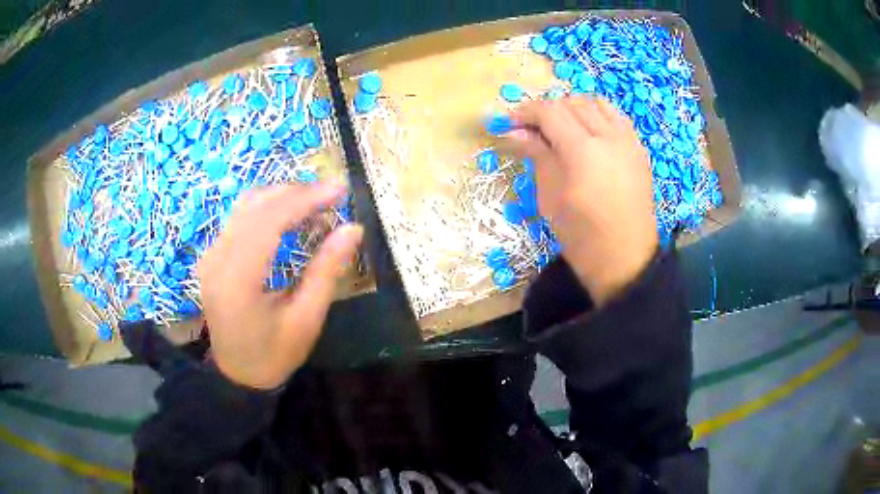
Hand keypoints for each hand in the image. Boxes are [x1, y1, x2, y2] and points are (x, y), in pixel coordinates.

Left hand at [197, 183, 362, 388]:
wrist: (237, 374)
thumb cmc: (274, 355)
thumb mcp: (306, 319)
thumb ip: (327, 271)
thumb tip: (353, 229)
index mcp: (238, 281)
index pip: (269, 221)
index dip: (305, 199)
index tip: (339, 190)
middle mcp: (217, 259)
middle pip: (255, 206)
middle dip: (296, 193)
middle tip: (333, 194)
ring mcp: (210, 255)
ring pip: (245, 206)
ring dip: (282, 196)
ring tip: (316, 201)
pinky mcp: (212, 254)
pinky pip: (240, 217)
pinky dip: (268, 208)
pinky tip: (289, 213)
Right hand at [508, 96, 657, 305]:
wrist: (626, 260)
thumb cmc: (582, 237)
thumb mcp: (550, 198)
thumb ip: (536, 155)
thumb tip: (513, 131)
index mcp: (584, 151)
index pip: (550, 112)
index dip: (526, 112)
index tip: (509, 122)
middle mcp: (609, 136)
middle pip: (572, 103)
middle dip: (547, 109)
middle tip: (531, 129)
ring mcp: (629, 141)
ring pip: (596, 103)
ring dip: (573, 108)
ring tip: (560, 127)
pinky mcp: (639, 149)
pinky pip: (616, 117)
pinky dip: (597, 115)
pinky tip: (587, 132)